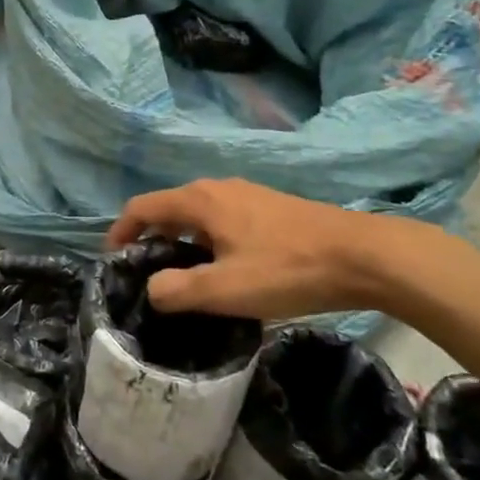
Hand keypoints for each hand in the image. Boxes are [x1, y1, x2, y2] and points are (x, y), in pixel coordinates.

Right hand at [105, 179, 400, 320]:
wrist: (365, 256)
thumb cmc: (288, 270)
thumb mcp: (226, 290)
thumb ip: (178, 291)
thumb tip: (152, 288)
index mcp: (199, 200)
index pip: (142, 207)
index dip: (121, 232)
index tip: (114, 262)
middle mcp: (217, 188)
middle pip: (168, 208)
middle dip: (152, 239)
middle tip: (150, 276)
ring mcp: (246, 194)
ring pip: (197, 215)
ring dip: (182, 242)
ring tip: (186, 278)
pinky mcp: (270, 207)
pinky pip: (222, 219)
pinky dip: (208, 240)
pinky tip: (227, 269)